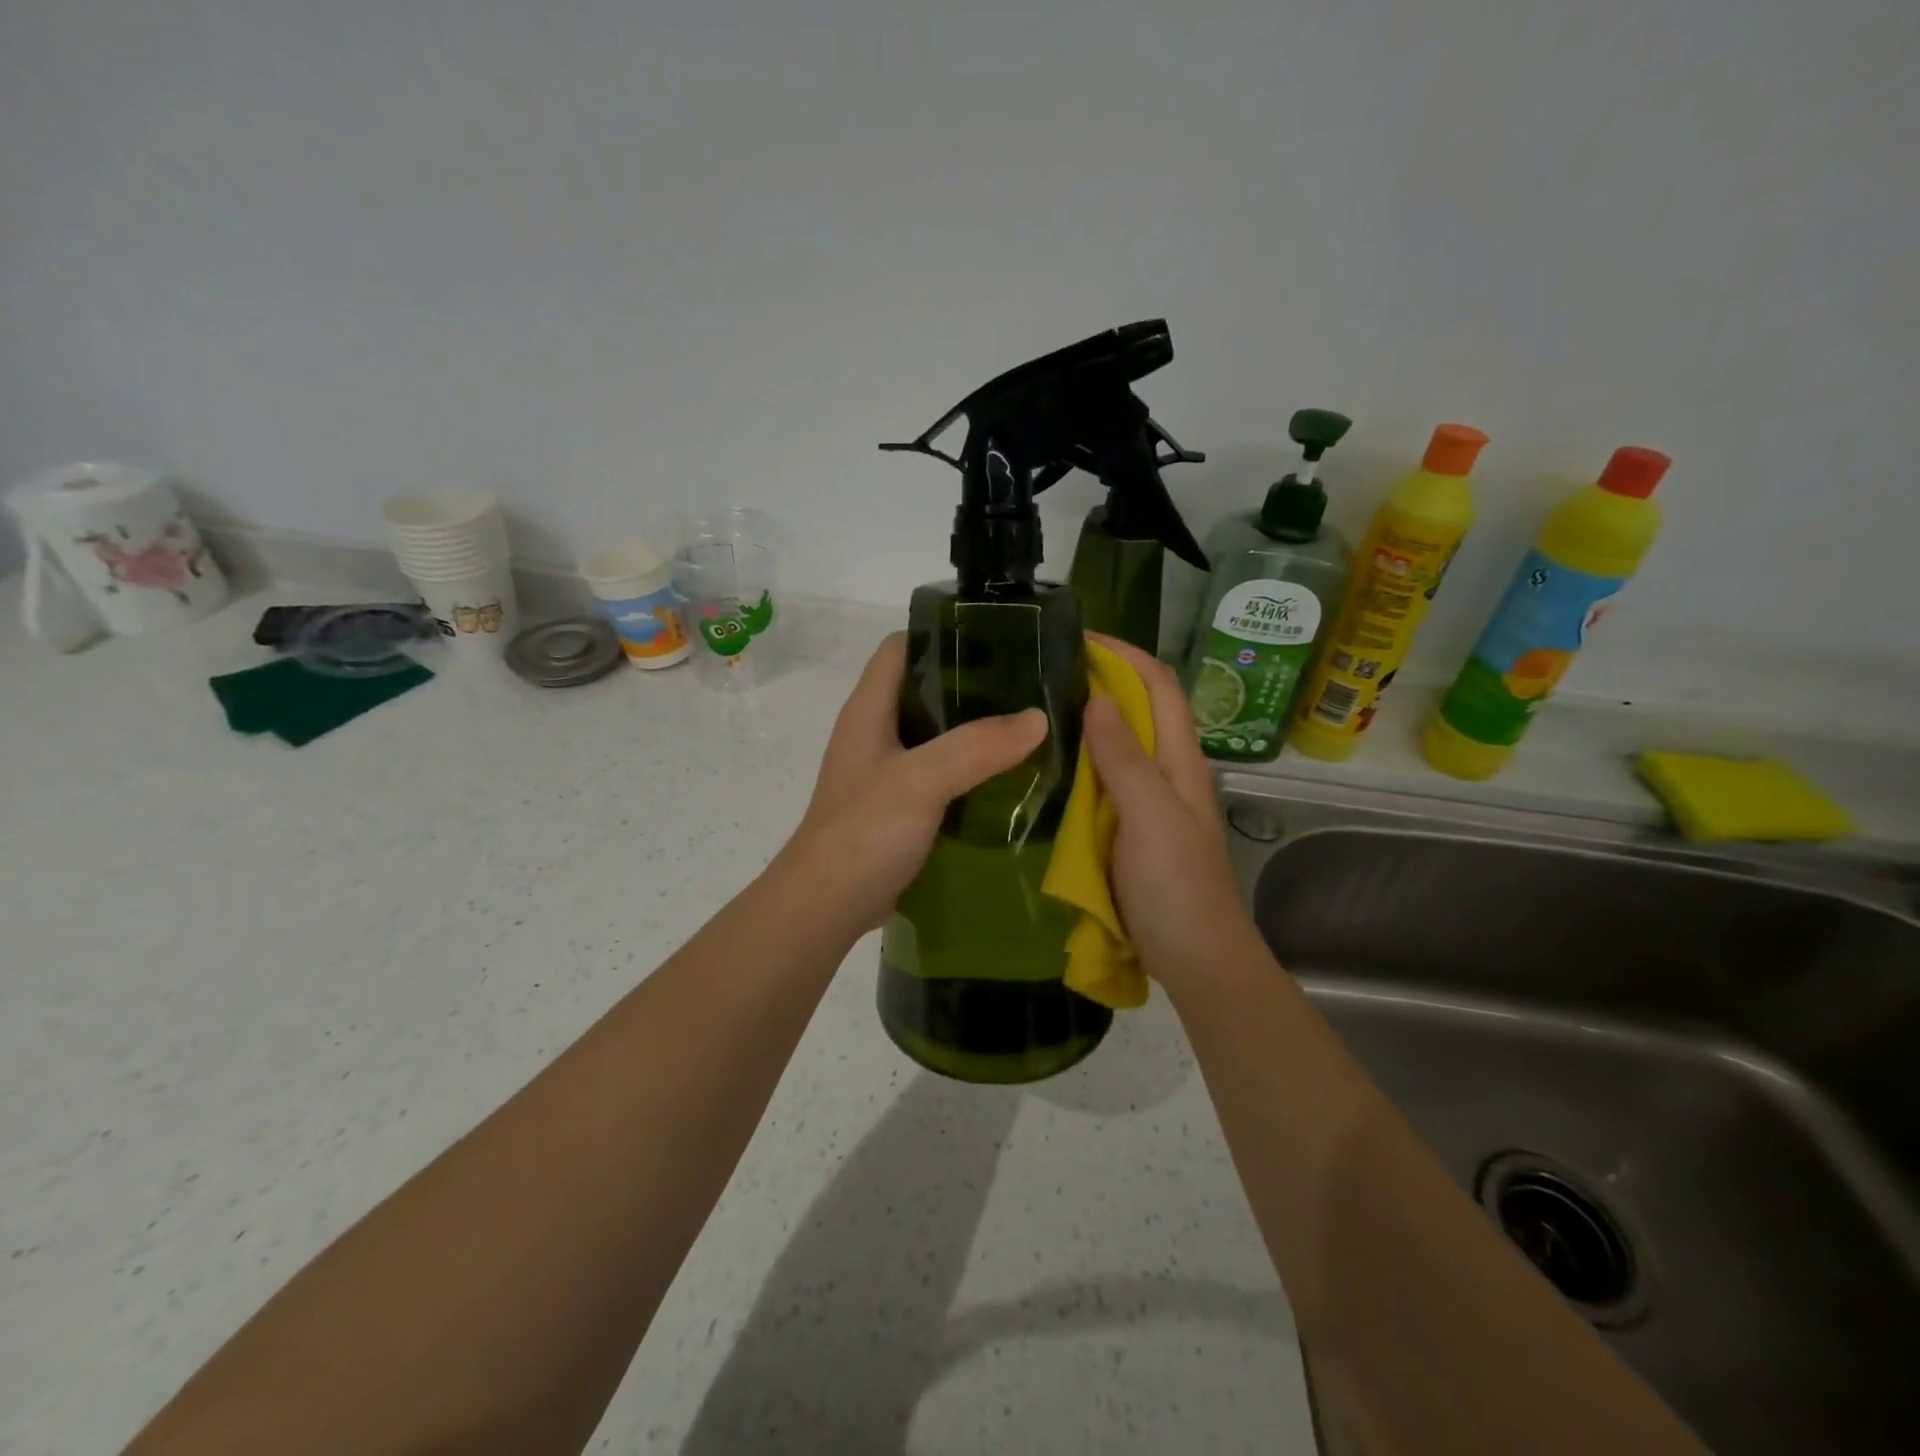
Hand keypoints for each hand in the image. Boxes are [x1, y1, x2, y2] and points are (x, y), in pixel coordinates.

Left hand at [782, 633, 1048, 931]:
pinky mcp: (902, 807)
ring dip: (978, 730)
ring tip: (1031, 726)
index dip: (942, 634)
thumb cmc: (863, 832)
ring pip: (938, 734)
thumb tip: (1038, 718)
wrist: (826, 906)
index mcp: (869, 709)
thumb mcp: (920, 781)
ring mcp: (888, 772)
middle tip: (1029, 685)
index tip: (997, 637)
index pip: (901, 647)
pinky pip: (943, 775)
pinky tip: (1011, 777)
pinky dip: (974, 771)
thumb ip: (976, 746)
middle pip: (926, 689)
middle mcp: (876, 733)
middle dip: (974, 683)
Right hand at [1081, 634, 1266, 998]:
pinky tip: (1048, 766)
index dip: (1125, 655)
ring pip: (1119, 745)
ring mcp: (1149, 802)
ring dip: (1088, 719)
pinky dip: (1080, 762)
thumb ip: (1125, 758)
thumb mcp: (1150, 817)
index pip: (1159, 686)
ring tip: (1038, 708)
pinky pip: (1104, 782)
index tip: (1079, 638)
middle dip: (1101, 680)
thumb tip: (1096, 697)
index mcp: (1180, 761)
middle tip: (1045, 672)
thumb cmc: (1178, 888)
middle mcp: (1167, 772)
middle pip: (1139, 710)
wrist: (1197, 960)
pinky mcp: (1130, 829)